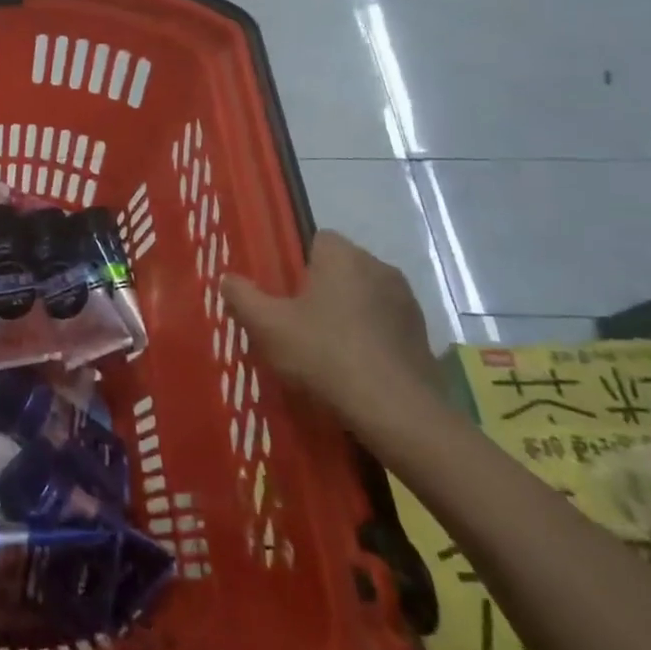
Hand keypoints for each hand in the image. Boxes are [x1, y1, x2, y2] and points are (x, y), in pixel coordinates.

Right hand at [221, 230, 438, 429]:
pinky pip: (385, 324)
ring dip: (348, 312)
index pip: (318, 239)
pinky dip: (370, 337)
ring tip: (325, 347)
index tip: (283, 291)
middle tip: (297, 321)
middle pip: (342, 268)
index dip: (297, 262)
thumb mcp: (268, 326)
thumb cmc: (325, 355)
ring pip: (365, 296)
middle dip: (322, 288)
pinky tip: (354, 366)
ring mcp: (406, 302)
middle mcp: (380, 268)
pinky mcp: (423, 335)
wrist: (396, 410)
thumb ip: (242, 297)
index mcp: (343, 257)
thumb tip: (227, 278)